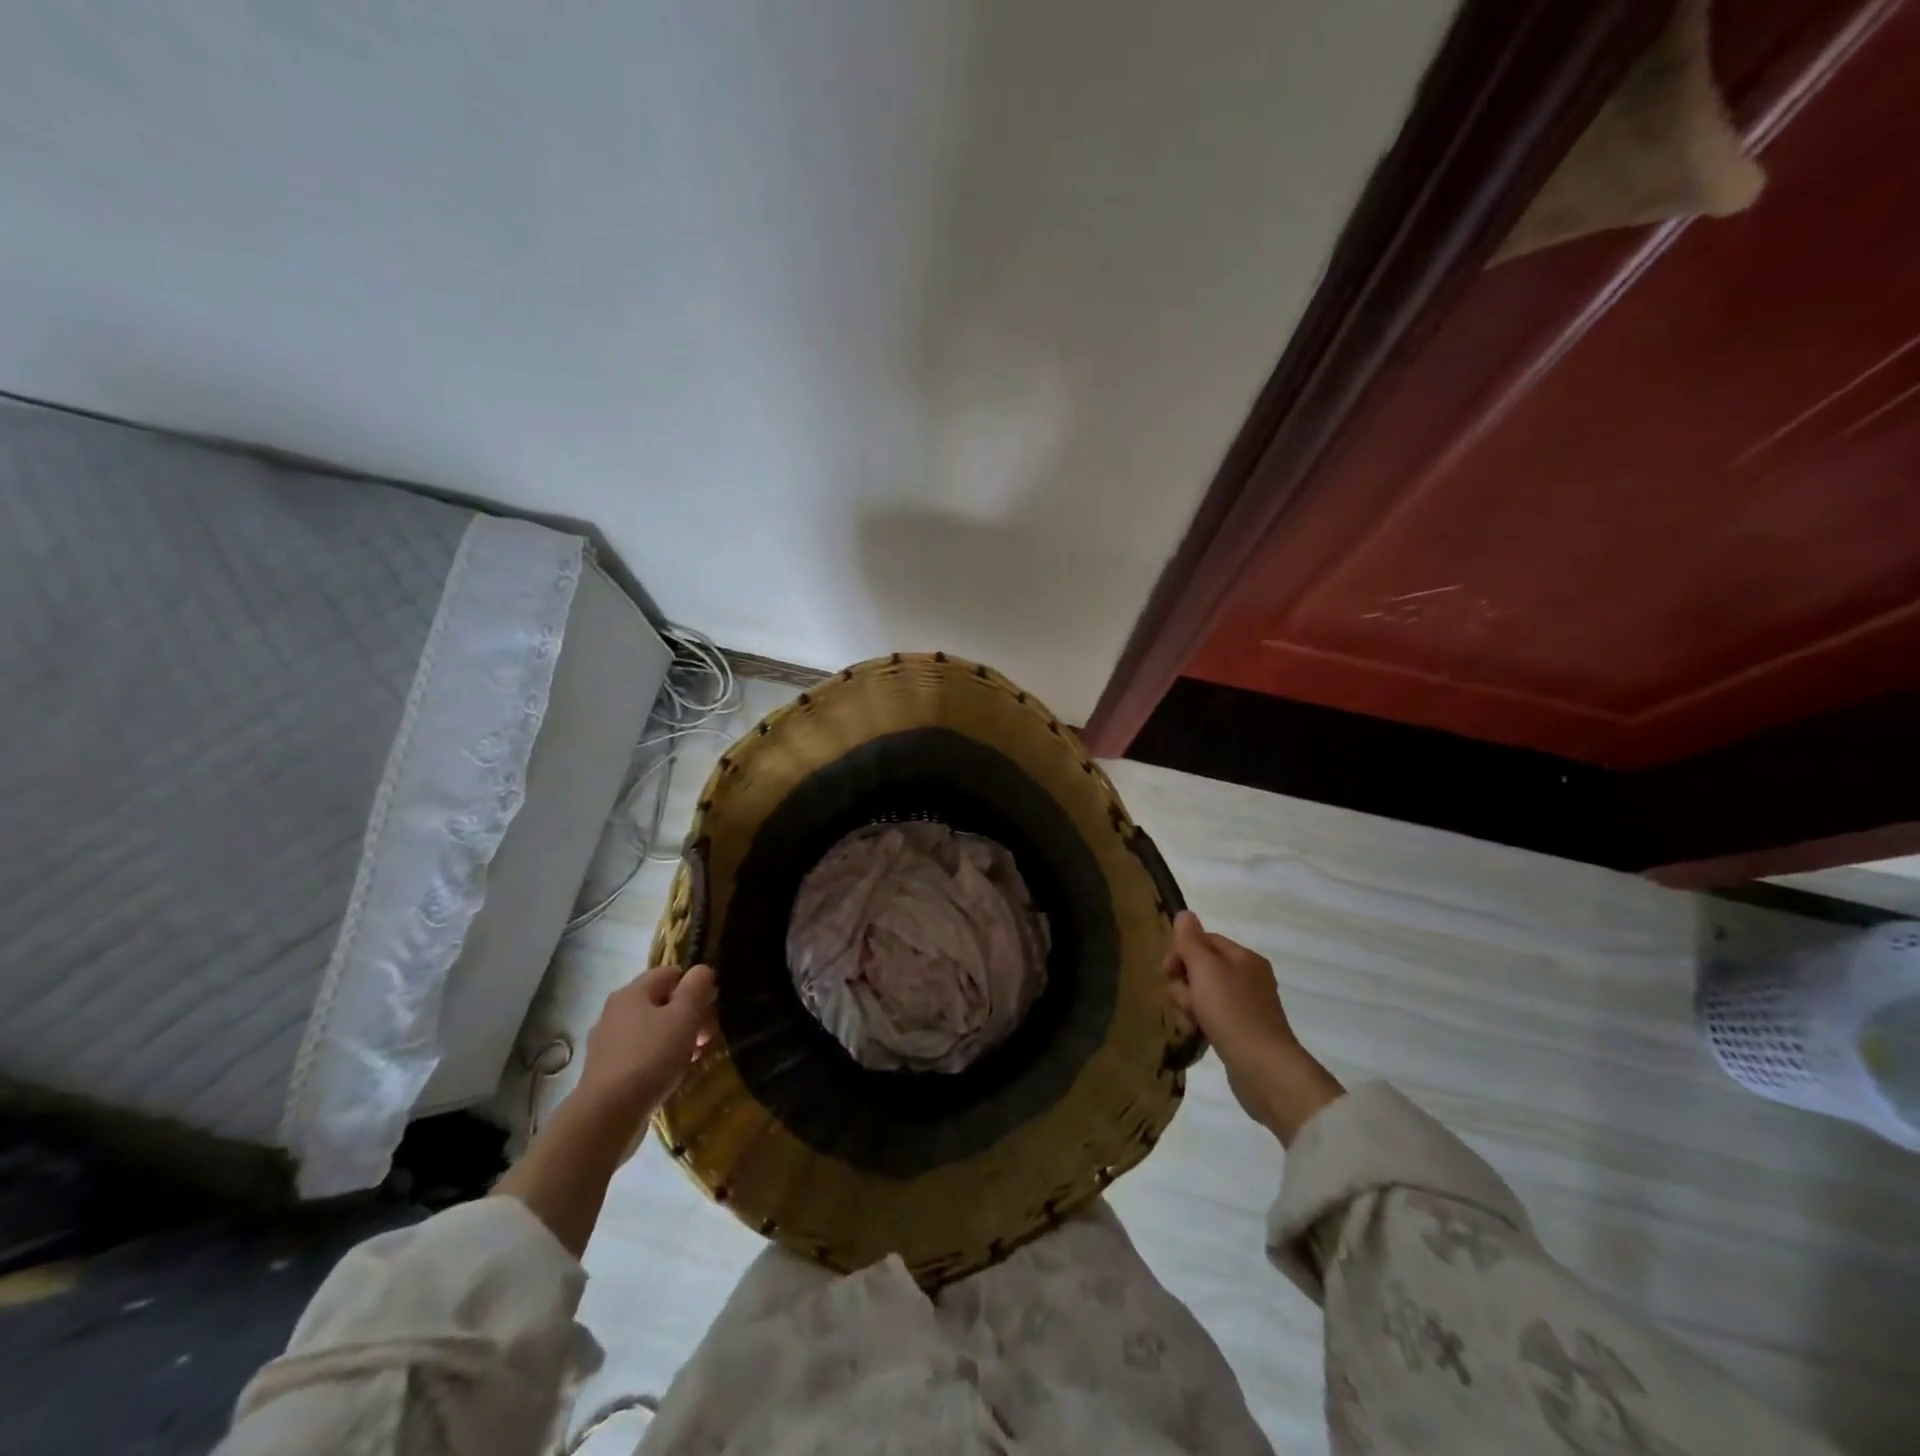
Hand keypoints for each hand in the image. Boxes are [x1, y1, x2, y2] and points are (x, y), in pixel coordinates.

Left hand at [575, 962, 716, 1121]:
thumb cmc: (650, 1057)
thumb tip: (702, 970)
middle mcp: (615, 1012)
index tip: (712, 1006)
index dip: (695, 984)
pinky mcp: (607, 1072)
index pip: (670, 973)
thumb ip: (696, 988)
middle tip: (706, 1036)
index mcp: (631, 993)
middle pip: (661, 1002)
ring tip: (694, 1057)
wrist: (607, 1116)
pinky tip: (673, 1074)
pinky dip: (660, 1059)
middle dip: (689, 1015)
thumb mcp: (683, 1016)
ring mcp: (608, 1044)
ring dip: (677, 1038)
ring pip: (652, 1030)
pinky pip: (641, 1054)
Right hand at [1163, 911, 1341, 1144]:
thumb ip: (1191, 940)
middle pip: (1202, 968)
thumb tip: (1184, 914)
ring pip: (1204, 994)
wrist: (1264, 1069)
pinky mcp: (1244, 1032)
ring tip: (1190, 1022)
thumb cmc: (1232, 1012)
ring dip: (1189, 1005)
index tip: (1165, 972)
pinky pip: (1213, 1016)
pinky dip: (1201, 1022)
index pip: (1204, 940)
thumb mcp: (1205, 969)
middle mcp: (1249, 977)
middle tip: (1183, 1001)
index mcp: (1244, 957)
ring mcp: (1248, 1006)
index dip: (1180, 952)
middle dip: (1184, 983)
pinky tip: (1197, 1034)